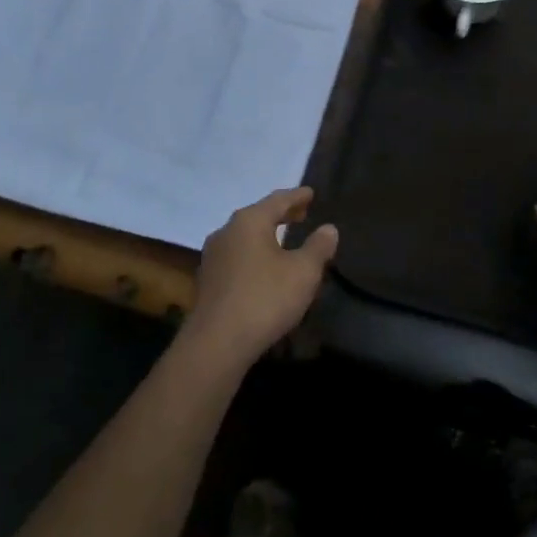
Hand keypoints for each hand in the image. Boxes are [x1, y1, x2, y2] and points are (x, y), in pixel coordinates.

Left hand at [184, 188, 337, 368]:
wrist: (217, 343)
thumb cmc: (265, 299)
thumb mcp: (303, 272)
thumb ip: (318, 247)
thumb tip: (328, 229)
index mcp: (249, 221)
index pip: (278, 200)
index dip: (297, 196)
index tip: (310, 193)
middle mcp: (226, 231)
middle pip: (258, 215)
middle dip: (281, 214)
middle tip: (301, 214)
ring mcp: (213, 256)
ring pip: (245, 236)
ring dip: (266, 235)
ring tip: (284, 240)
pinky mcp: (207, 281)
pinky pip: (236, 256)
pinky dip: (253, 254)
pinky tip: (263, 267)